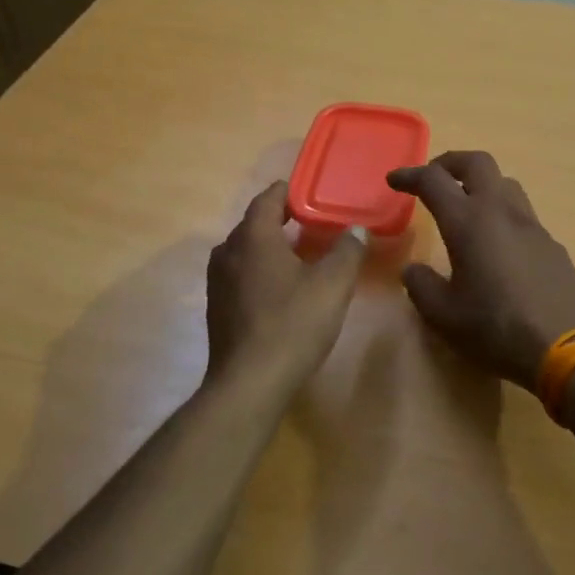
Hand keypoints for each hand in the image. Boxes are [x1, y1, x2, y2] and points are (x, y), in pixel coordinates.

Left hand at [205, 182, 365, 392]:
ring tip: (298, 255)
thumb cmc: (292, 324)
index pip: (267, 200)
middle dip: (280, 220)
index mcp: (253, 238)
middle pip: (254, 225)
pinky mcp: (218, 308)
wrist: (249, 383)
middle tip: (311, 223)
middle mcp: (228, 252)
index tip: (308, 192)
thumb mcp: (332, 285)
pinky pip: (240, 276)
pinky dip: (260, 271)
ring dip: (269, 248)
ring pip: (245, 252)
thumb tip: (357, 230)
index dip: (288, 192)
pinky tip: (281, 289)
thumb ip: (348, 251)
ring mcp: (218, 282)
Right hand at [386, 151, 574, 388]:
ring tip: (466, 209)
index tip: (394, 181)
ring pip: (505, 184)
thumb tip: (413, 270)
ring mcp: (532, 226)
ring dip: (480, 185)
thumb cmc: (494, 329)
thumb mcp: (443, 315)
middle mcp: (501, 212)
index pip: (433, 180)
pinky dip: (502, 216)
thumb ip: (420, 286)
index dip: (410, 175)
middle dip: (450, 163)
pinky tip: (497, 248)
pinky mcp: (552, 245)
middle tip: (433, 179)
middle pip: (477, 163)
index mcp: (468, 222)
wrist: (562, 349)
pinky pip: (523, 216)